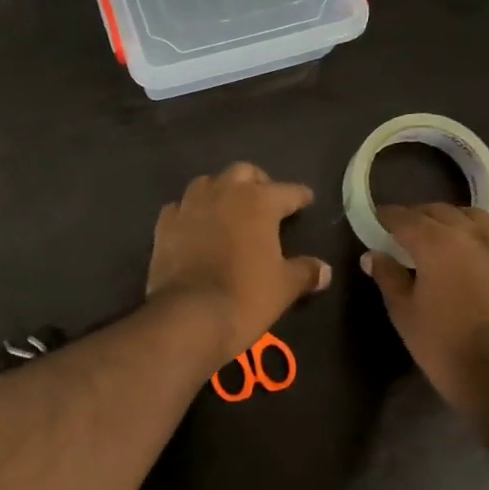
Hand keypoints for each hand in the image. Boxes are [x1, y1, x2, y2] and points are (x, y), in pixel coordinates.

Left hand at [147, 164, 331, 365]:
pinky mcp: (164, 226)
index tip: (306, 201)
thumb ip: (305, 272)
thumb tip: (324, 270)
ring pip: (207, 184)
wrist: (189, 316)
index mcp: (259, 202)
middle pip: (243, 173)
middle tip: (265, 200)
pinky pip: (179, 209)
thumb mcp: (285, 287)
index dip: (300, 196)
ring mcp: (189, 207)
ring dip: (220, 191)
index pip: (287, 191)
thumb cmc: (246, 296)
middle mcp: (223, 194)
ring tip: (228, 209)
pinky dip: (190, 213)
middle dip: (257, 183)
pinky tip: (194, 226)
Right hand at [361, 205, 488, 415]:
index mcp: (436, 244)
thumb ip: (388, 277)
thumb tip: (373, 255)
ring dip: (456, 219)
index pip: (405, 218)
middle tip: (403, 233)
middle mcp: (472, 236)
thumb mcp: (403, 312)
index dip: (387, 217)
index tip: (376, 221)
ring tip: (445, 234)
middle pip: (440, 212)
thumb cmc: (442, 346)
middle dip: (418, 217)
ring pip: (479, 217)